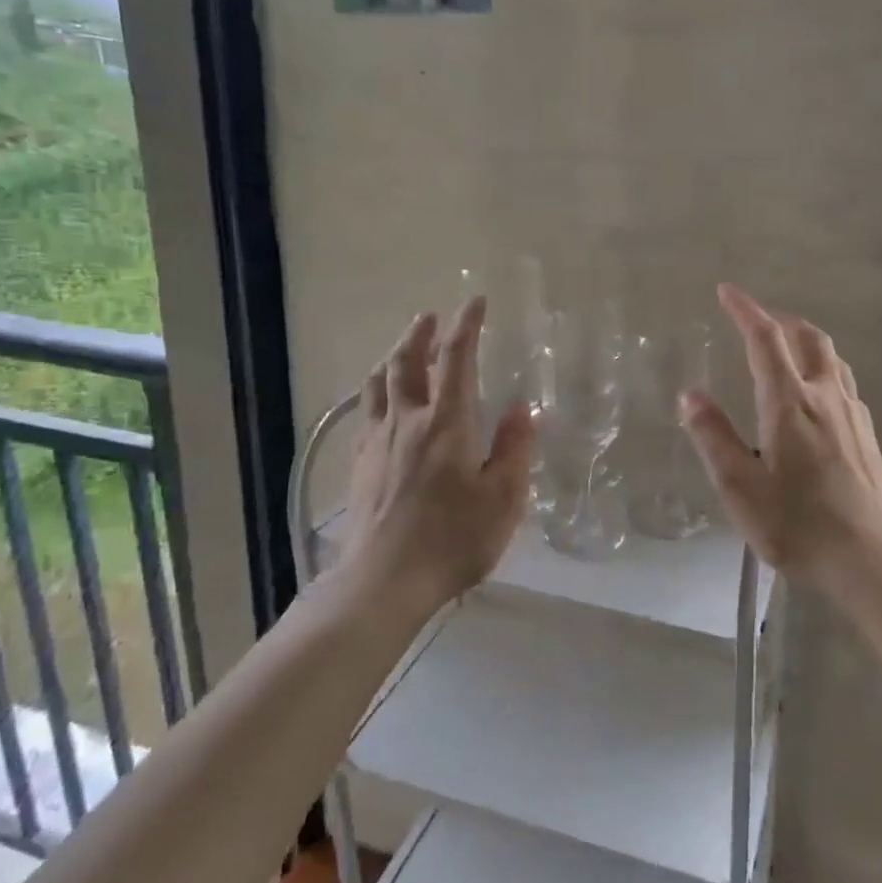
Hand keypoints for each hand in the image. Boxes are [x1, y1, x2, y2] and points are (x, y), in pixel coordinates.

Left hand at [343, 297, 535, 609]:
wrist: (383, 581)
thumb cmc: (452, 540)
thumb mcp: (503, 499)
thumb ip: (514, 449)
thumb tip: (522, 409)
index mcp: (446, 423)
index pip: (456, 359)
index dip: (466, 325)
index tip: (475, 301)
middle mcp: (407, 421)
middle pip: (406, 362)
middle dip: (419, 333)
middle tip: (431, 316)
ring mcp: (377, 442)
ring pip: (379, 383)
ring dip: (393, 357)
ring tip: (403, 348)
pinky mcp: (359, 465)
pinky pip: (366, 413)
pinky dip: (377, 393)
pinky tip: (383, 403)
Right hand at [681, 284, 881, 591]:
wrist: (874, 558)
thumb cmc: (799, 524)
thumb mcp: (740, 487)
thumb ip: (714, 438)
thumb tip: (690, 395)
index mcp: (789, 404)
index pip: (765, 340)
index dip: (745, 311)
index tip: (727, 291)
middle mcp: (825, 398)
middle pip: (808, 338)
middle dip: (780, 320)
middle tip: (757, 320)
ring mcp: (852, 416)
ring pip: (832, 358)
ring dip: (806, 341)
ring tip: (786, 347)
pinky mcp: (868, 436)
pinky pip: (843, 383)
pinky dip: (823, 369)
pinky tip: (817, 395)